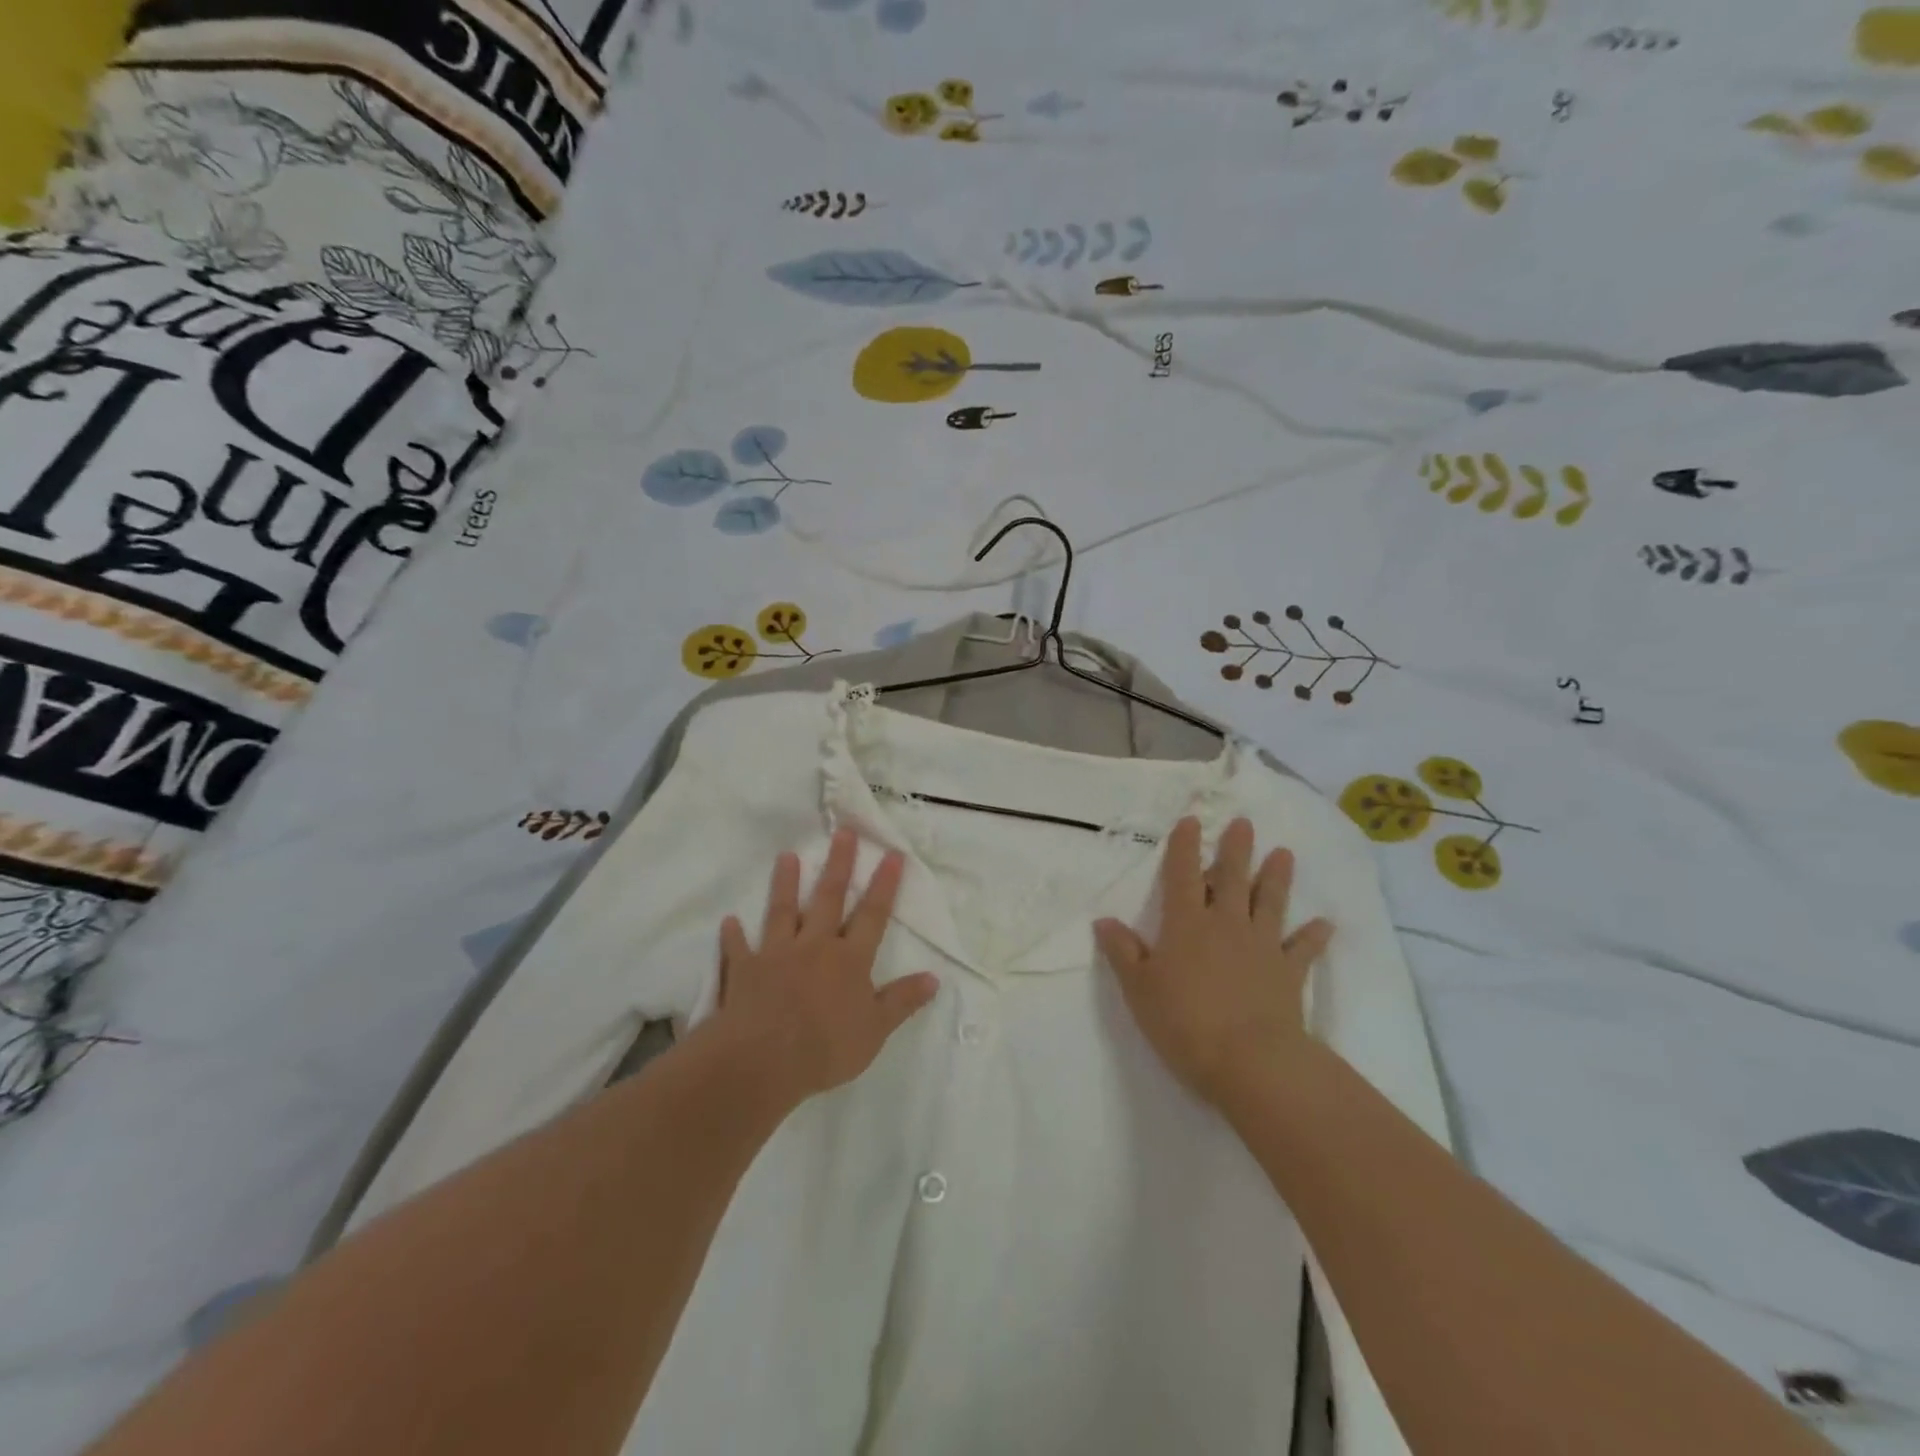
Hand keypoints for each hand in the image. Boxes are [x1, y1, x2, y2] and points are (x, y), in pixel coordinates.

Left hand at [707, 828, 939, 1104]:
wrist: (763, 1061)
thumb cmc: (826, 1047)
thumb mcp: (876, 1030)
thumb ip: (902, 1000)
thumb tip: (934, 977)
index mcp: (849, 960)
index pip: (873, 915)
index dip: (884, 884)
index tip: (892, 853)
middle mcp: (814, 947)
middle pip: (828, 898)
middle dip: (838, 864)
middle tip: (843, 832)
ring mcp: (777, 955)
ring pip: (782, 912)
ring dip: (785, 884)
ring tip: (786, 856)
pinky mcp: (744, 971)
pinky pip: (739, 949)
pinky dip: (734, 935)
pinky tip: (729, 921)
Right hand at [1094, 816, 1332, 1109]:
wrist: (1250, 1062)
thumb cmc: (1184, 1023)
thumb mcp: (1139, 990)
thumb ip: (1123, 953)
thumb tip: (1104, 921)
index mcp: (1186, 925)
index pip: (1181, 876)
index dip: (1184, 847)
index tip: (1191, 820)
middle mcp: (1226, 925)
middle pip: (1231, 878)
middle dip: (1235, 849)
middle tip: (1245, 823)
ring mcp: (1262, 947)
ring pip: (1269, 903)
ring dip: (1276, 878)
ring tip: (1284, 853)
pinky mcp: (1289, 974)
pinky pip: (1303, 949)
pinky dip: (1314, 936)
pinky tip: (1325, 924)